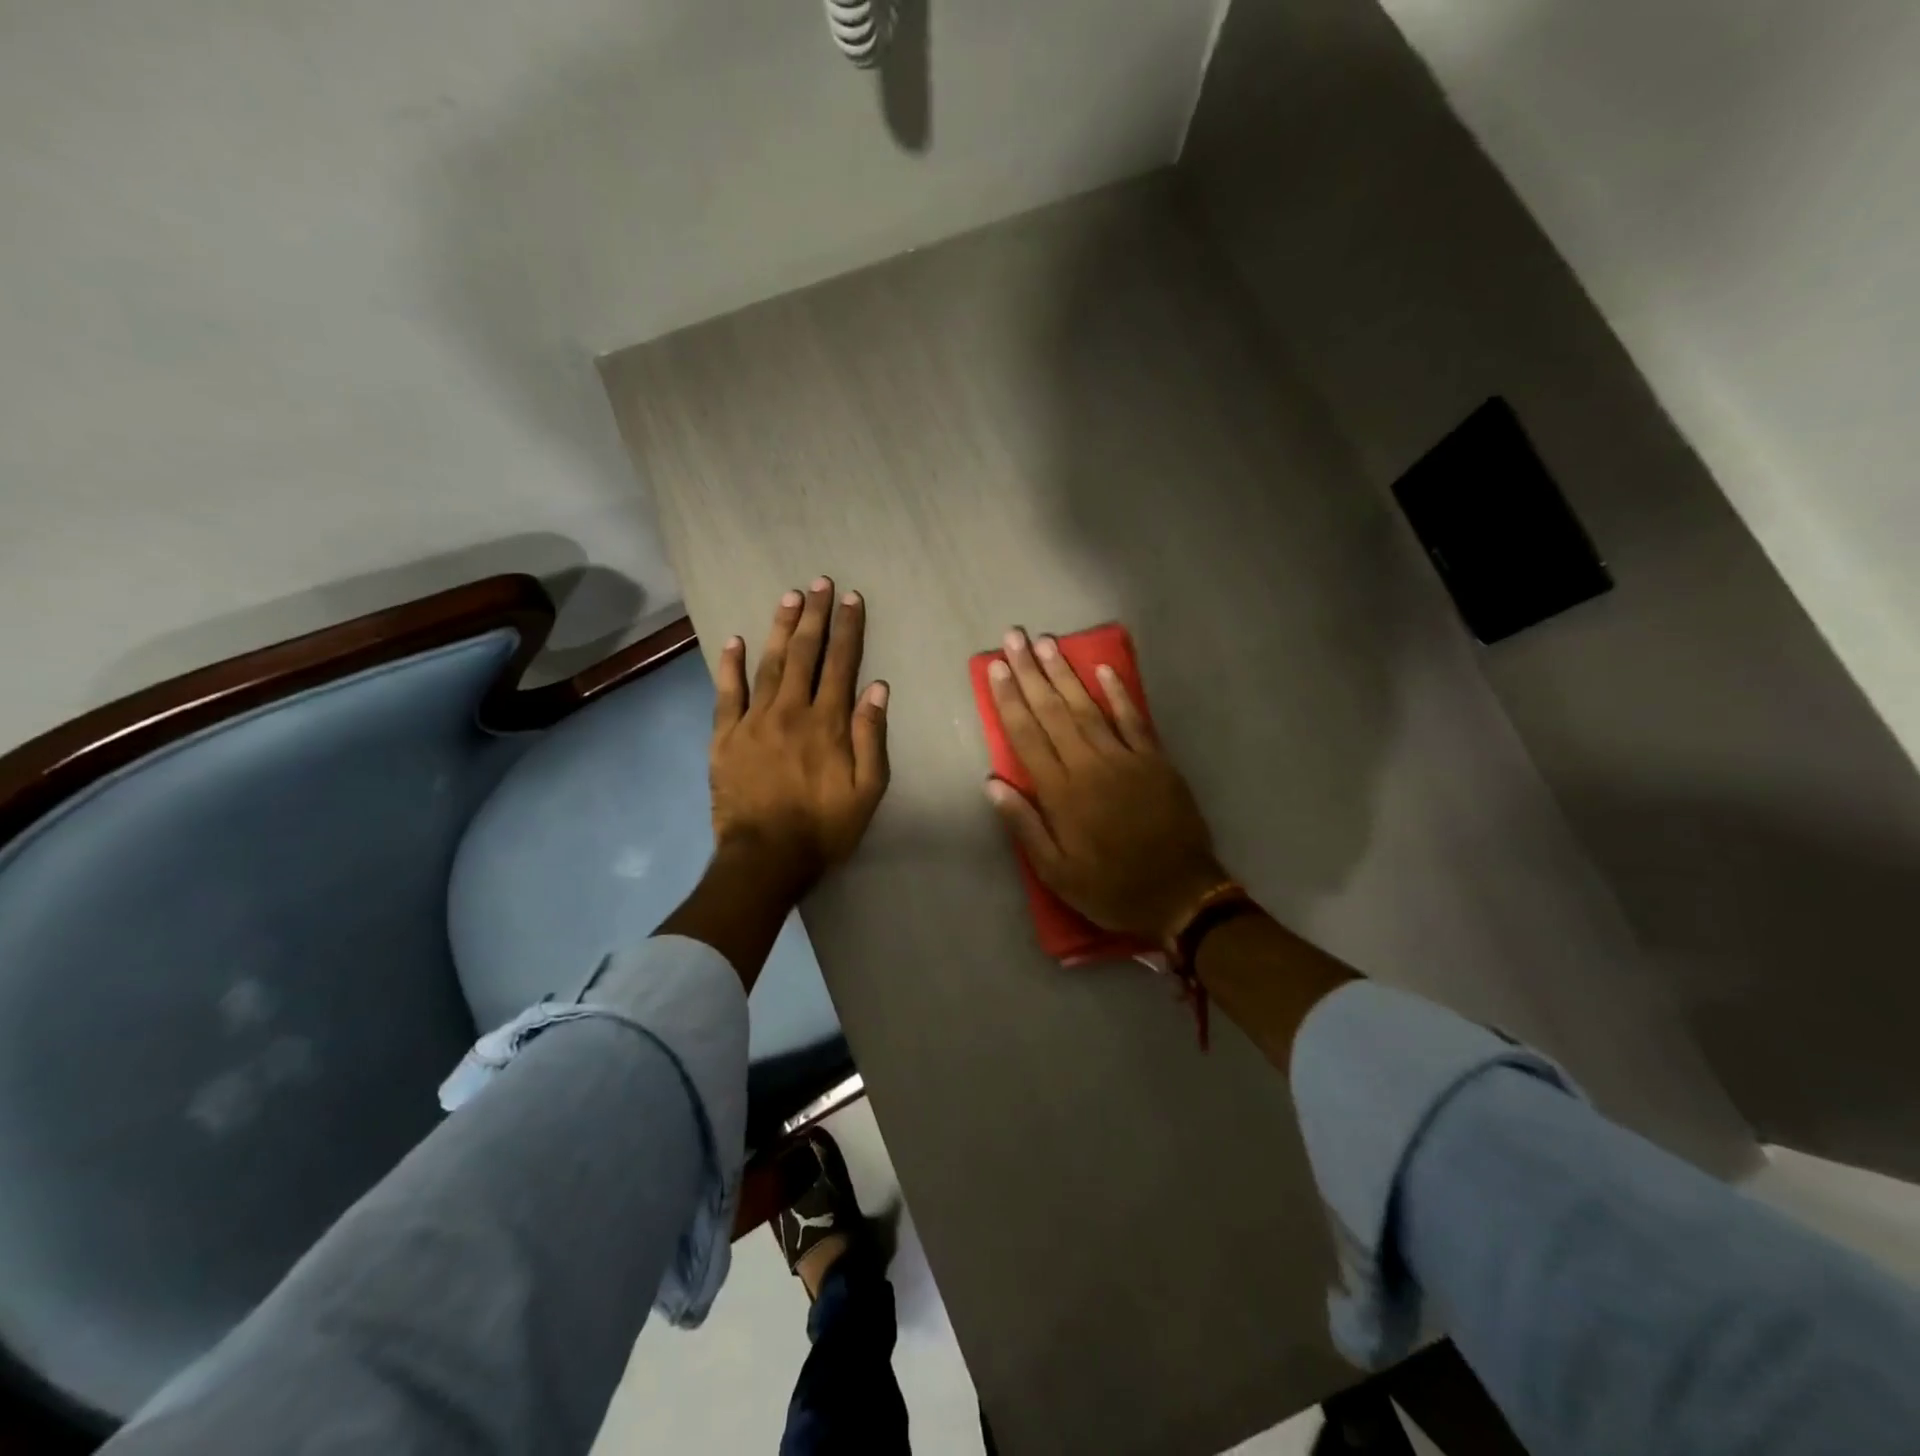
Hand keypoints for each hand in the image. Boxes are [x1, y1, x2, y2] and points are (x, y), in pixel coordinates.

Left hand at [709, 578, 890, 896]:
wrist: (765, 859)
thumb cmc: (824, 828)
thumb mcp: (867, 791)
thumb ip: (872, 738)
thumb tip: (877, 688)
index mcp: (828, 723)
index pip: (841, 664)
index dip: (848, 630)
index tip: (852, 599)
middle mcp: (791, 711)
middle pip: (804, 654)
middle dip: (815, 616)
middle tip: (820, 583)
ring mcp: (754, 721)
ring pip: (768, 663)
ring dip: (780, 628)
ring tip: (789, 597)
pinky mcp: (725, 737)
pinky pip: (726, 693)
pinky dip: (730, 665)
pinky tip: (733, 640)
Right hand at [983, 628, 1226, 942]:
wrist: (1181, 894)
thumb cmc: (1110, 887)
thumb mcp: (1056, 872)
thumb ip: (1024, 825)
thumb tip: (992, 782)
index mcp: (1062, 793)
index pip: (1028, 736)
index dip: (1010, 699)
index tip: (997, 667)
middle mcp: (1090, 766)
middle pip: (1054, 711)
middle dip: (1032, 672)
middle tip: (1015, 637)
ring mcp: (1126, 759)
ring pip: (1089, 707)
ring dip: (1065, 673)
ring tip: (1047, 642)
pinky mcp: (1155, 760)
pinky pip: (1134, 719)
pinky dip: (1118, 693)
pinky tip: (1103, 669)